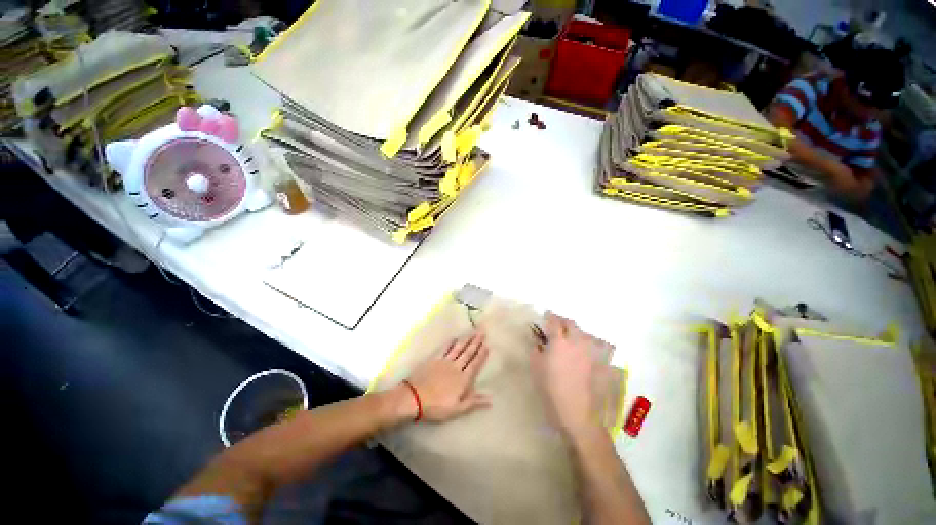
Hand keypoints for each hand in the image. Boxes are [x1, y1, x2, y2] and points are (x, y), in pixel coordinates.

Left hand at [404, 330, 491, 421]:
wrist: (414, 397)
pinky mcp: (434, 359)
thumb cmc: (436, 406)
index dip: (481, 355)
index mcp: (463, 379)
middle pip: (468, 353)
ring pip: (458, 348)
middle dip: (476, 342)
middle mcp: (456, 367)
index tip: (487, 345)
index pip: (474, 364)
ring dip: (466, 339)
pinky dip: (450, 342)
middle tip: (482, 332)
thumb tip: (490, 398)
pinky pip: (444, 348)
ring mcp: (444, 361)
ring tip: (473, 332)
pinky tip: (454, 337)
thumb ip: (473, 402)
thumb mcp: (457, 409)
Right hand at [530, 312, 604, 436]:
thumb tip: (537, 341)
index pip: (555, 322)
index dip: (550, 316)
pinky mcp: (596, 362)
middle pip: (571, 323)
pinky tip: (579, 349)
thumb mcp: (536, 367)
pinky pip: (590, 345)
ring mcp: (588, 352)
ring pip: (582, 332)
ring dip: (574, 330)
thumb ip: (536, 350)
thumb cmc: (550, 388)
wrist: (575, 410)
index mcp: (559, 342)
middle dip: (562, 320)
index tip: (546, 315)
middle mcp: (575, 342)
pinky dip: (583, 342)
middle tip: (556, 324)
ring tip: (567, 335)